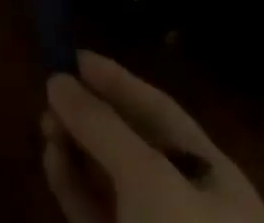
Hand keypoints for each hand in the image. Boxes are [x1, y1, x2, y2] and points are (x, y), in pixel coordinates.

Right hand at [44, 53, 263, 222]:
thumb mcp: (148, 182)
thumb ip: (101, 125)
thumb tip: (58, 78)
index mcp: (218, 185)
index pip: (162, 114)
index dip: (118, 81)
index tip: (74, 56)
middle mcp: (193, 212)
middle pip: (135, 146)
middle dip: (92, 117)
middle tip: (52, 92)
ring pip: (113, 182)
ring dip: (78, 149)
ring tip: (45, 125)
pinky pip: (99, 216)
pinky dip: (75, 187)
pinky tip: (52, 161)